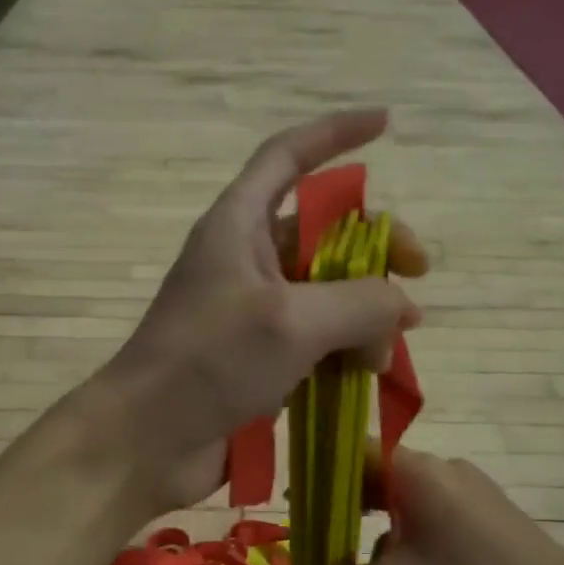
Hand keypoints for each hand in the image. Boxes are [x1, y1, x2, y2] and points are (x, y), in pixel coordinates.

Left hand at [92, 109, 427, 513]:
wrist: (146, 441)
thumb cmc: (210, 363)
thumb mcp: (293, 321)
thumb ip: (361, 303)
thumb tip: (401, 308)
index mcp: (238, 226)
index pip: (287, 156)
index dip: (334, 134)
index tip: (385, 123)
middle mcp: (244, 263)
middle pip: (321, 233)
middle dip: (373, 249)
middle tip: (417, 277)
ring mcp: (250, 316)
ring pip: (324, 295)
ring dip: (364, 314)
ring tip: (387, 351)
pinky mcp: (256, 363)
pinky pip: (313, 342)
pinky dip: (343, 351)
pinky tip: (368, 374)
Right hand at [247, 447, 563, 564]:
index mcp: (415, 470)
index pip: (347, 452)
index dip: (313, 478)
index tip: (290, 514)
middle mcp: (442, 470)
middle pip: (372, 487)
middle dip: (343, 530)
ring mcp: (471, 495)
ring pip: (402, 516)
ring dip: (377, 555)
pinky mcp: (490, 522)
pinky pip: (432, 529)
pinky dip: (409, 560)